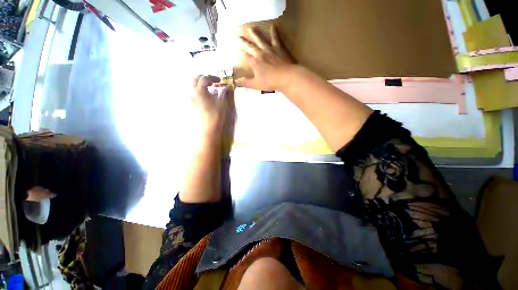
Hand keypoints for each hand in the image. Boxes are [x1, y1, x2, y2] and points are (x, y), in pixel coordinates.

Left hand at [191, 75, 228, 135]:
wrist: (210, 127)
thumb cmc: (217, 114)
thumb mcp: (223, 101)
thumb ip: (223, 92)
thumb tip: (225, 87)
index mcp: (200, 90)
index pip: (204, 78)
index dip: (213, 77)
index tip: (220, 80)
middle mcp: (193, 92)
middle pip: (195, 79)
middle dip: (204, 78)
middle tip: (213, 82)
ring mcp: (192, 99)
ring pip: (194, 86)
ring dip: (202, 84)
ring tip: (211, 89)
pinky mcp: (193, 104)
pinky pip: (195, 93)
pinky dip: (201, 91)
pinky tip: (208, 97)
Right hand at [236, 25, 295, 91]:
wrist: (286, 77)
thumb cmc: (270, 82)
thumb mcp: (256, 85)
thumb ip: (245, 83)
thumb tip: (235, 82)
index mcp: (254, 63)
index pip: (245, 57)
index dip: (240, 54)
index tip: (235, 50)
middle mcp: (260, 54)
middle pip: (250, 46)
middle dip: (243, 42)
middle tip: (237, 37)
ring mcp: (269, 50)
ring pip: (260, 40)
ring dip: (255, 34)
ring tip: (250, 29)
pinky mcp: (278, 49)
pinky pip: (275, 39)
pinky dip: (274, 33)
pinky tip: (273, 27)